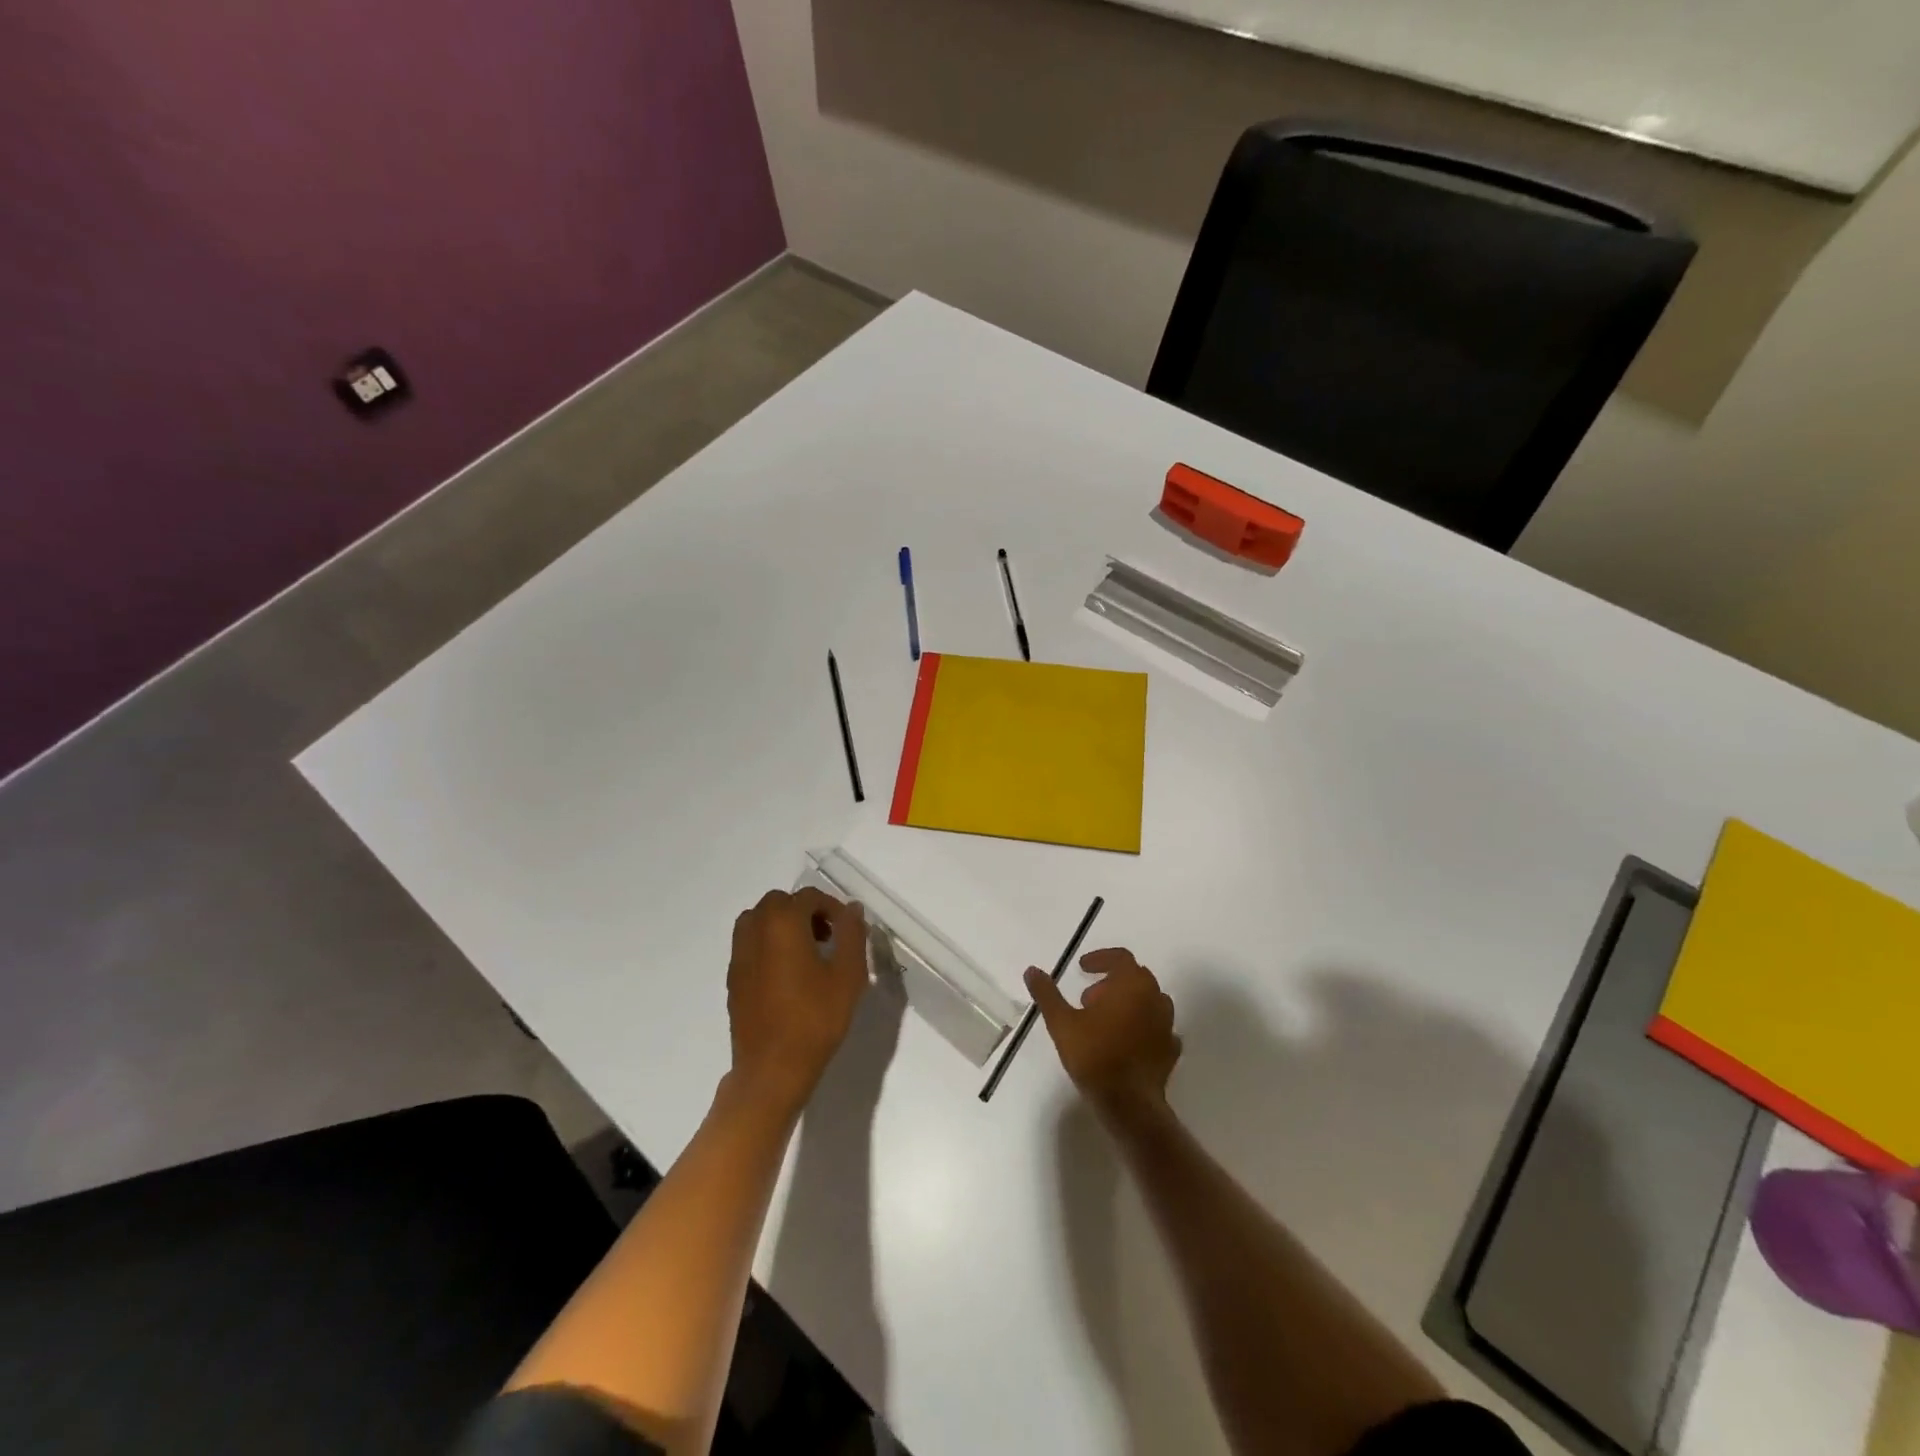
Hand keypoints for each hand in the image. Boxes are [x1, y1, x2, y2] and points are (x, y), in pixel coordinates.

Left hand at [726, 888, 868, 1116]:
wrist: (772, 1069)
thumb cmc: (815, 1018)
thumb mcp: (848, 974)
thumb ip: (851, 933)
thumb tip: (851, 908)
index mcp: (783, 923)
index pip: (808, 897)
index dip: (832, 908)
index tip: (848, 930)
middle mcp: (755, 930)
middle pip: (779, 902)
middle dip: (805, 912)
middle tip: (828, 938)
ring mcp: (739, 955)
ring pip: (759, 920)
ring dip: (783, 925)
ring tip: (807, 952)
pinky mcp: (733, 978)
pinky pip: (750, 944)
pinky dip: (769, 944)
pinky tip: (788, 974)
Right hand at [1026, 947, 1181, 1117]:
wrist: (1129, 1104)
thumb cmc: (1094, 1055)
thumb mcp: (1061, 1023)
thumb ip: (1047, 994)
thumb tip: (1032, 970)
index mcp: (1132, 985)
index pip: (1120, 957)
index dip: (1100, 959)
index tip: (1082, 969)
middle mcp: (1155, 998)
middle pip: (1135, 977)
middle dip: (1111, 982)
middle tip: (1088, 999)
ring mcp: (1167, 1025)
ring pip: (1149, 1001)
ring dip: (1128, 1003)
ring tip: (1105, 1021)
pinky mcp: (1170, 1050)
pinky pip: (1158, 1028)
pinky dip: (1143, 1027)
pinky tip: (1126, 1042)